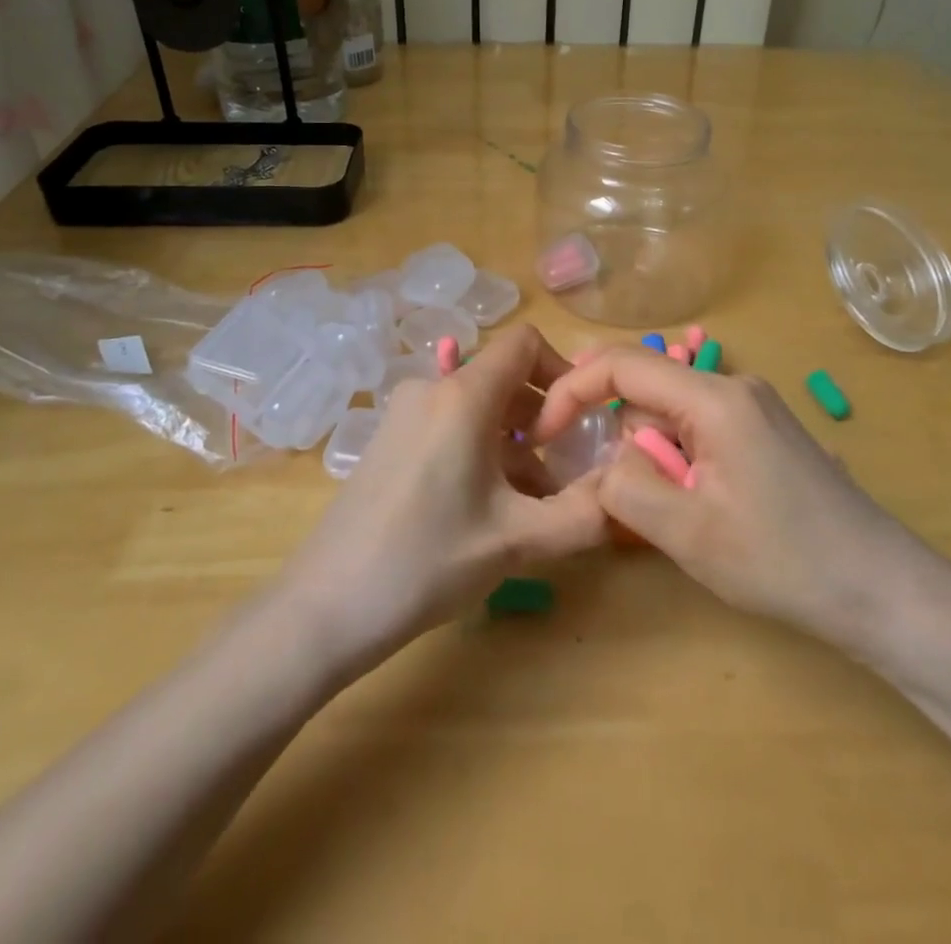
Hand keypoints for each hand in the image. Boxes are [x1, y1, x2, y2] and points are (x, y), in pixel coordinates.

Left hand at [275, 324, 606, 669]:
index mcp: (462, 395)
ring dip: (514, 443)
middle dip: (542, 419)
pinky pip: (449, 427)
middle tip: (563, 473)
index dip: (563, 372)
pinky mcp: (388, 441)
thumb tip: (626, 491)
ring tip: (533, 503)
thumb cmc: (426, 561)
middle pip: (503, 379)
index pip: (524, 343)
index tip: (578, 423)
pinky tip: (489, 509)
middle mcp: (430, 389)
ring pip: (477, 408)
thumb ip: (584, 514)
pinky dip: (480, 451)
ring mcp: (403, 414)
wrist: (324, 607)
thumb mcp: (517, 540)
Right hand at [533, 348, 950, 661]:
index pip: (622, 365)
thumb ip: (625, 487)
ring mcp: (754, 407)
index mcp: (714, 398)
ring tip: (671, 512)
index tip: (543, 434)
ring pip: (670, 413)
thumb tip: (604, 459)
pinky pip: (698, 429)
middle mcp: (734, 386)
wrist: (883, 590)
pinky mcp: (764, 432)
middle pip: (647, 387)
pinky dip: (677, 459)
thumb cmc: (784, 560)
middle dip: (617, 432)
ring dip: (650, 454)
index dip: (571, 389)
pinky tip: (697, 505)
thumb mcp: (687, 532)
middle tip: (613, 489)